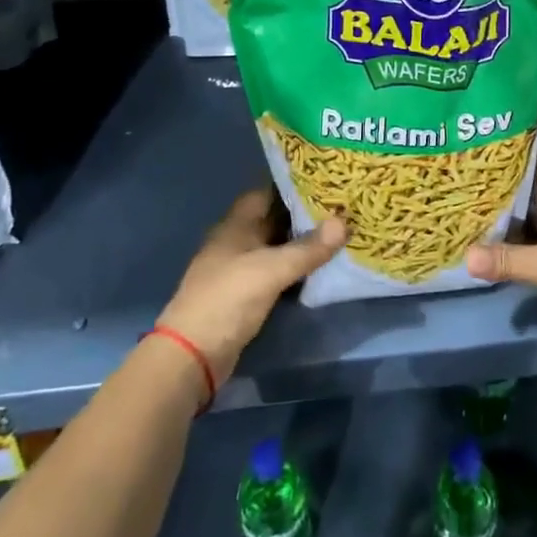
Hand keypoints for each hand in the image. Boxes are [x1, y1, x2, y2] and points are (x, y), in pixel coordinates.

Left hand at [156, 187, 346, 383]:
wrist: (191, 356)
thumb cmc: (227, 299)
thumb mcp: (270, 270)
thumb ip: (308, 248)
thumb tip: (344, 221)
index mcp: (236, 225)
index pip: (267, 191)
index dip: (294, 184)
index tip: (326, 180)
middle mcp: (238, 241)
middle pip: (274, 219)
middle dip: (304, 213)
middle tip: (341, 206)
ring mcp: (240, 268)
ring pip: (278, 246)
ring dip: (302, 242)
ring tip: (339, 232)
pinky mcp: (247, 294)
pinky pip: (277, 271)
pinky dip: (296, 267)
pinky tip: (321, 266)